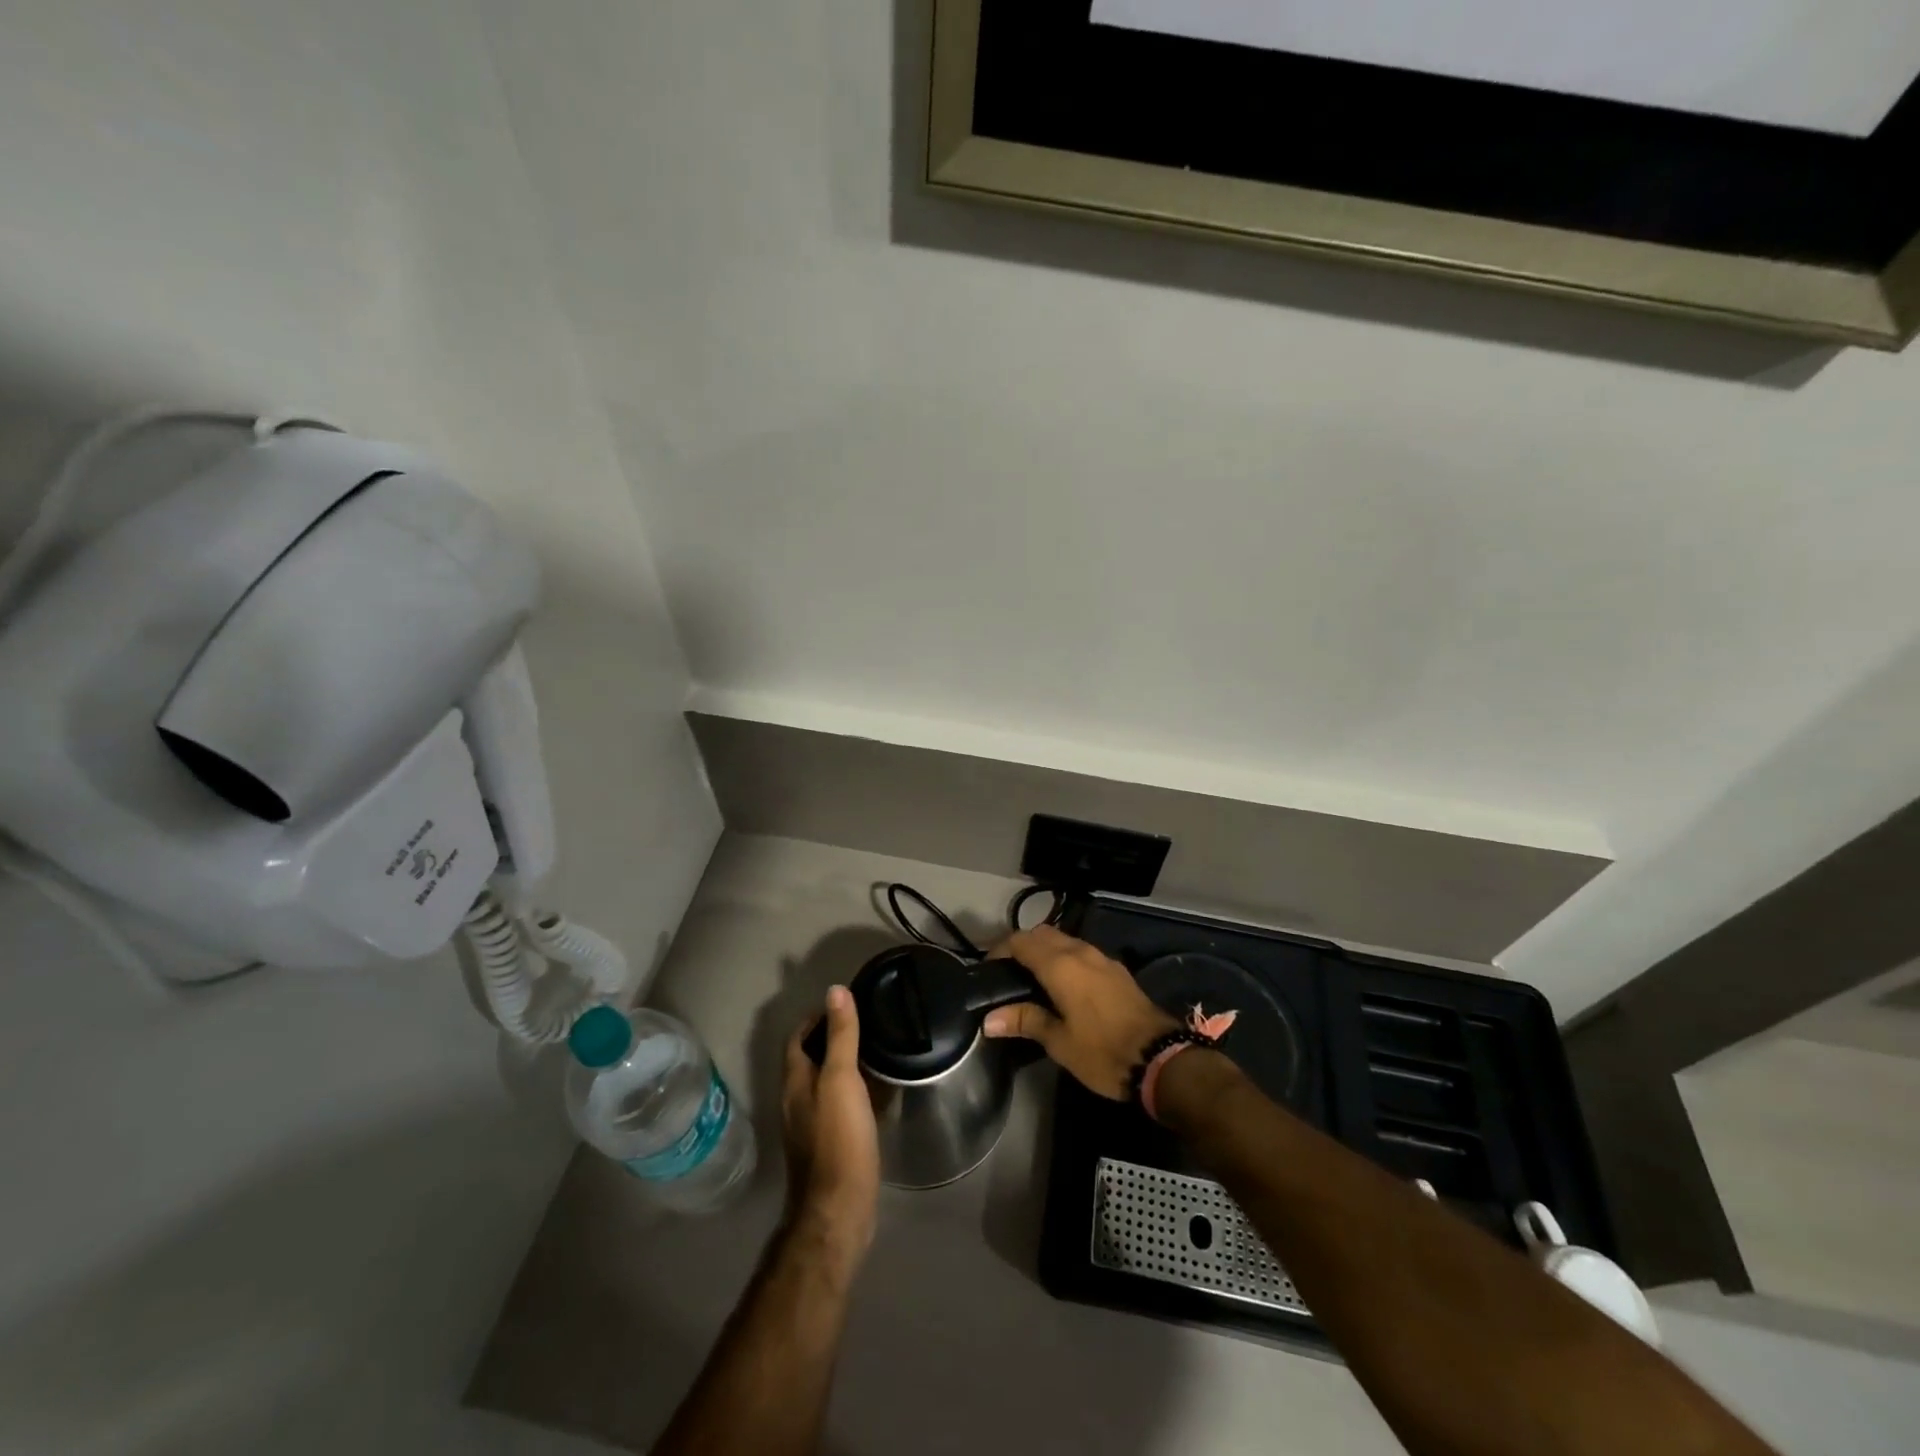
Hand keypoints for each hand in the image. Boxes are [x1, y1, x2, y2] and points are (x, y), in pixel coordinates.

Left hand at [782, 986, 880, 1260]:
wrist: (839, 1208)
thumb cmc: (839, 1138)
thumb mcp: (842, 1079)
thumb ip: (841, 1036)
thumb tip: (835, 990)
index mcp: (795, 1082)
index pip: (797, 1038)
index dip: (816, 1018)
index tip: (844, 1004)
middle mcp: (797, 1101)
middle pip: (811, 1060)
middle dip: (833, 1040)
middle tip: (867, 1023)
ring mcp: (812, 1126)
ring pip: (827, 1084)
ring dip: (846, 1066)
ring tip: (877, 1051)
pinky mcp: (830, 1146)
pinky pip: (841, 1107)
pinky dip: (856, 1093)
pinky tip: (880, 1093)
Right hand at [983, 925, 1178, 1099]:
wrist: (1160, 1058)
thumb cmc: (1103, 1051)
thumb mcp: (1059, 1042)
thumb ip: (1025, 1021)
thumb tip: (989, 1019)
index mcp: (1060, 965)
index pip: (1020, 941)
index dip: (1001, 950)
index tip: (989, 969)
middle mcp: (1080, 952)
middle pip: (1043, 934)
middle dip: (1023, 946)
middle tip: (1010, 973)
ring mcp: (1102, 958)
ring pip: (1065, 940)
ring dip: (1046, 951)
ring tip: (1034, 979)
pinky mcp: (1117, 970)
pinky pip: (1082, 952)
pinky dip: (1066, 959)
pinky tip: (1065, 986)